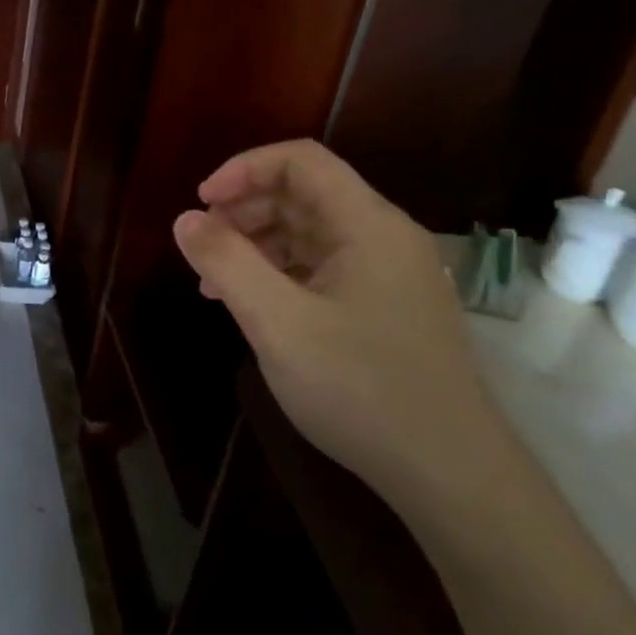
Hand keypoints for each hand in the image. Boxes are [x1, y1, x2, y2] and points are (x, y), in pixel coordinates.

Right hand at [172, 139, 500, 513]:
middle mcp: (384, 238)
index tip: (200, 203)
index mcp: (367, 225)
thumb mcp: (278, 323)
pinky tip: (251, 306)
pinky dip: (279, 274)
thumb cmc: (361, 388)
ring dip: (256, 244)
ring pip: (310, 233)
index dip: (243, 169)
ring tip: (213, 283)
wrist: (450, 474)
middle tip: (201, 247)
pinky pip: (322, 268)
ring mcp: (388, 275)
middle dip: (244, 210)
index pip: (300, 161)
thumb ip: (227, 262)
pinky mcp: (385, 308)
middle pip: (303, 194)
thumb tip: (185, 218)